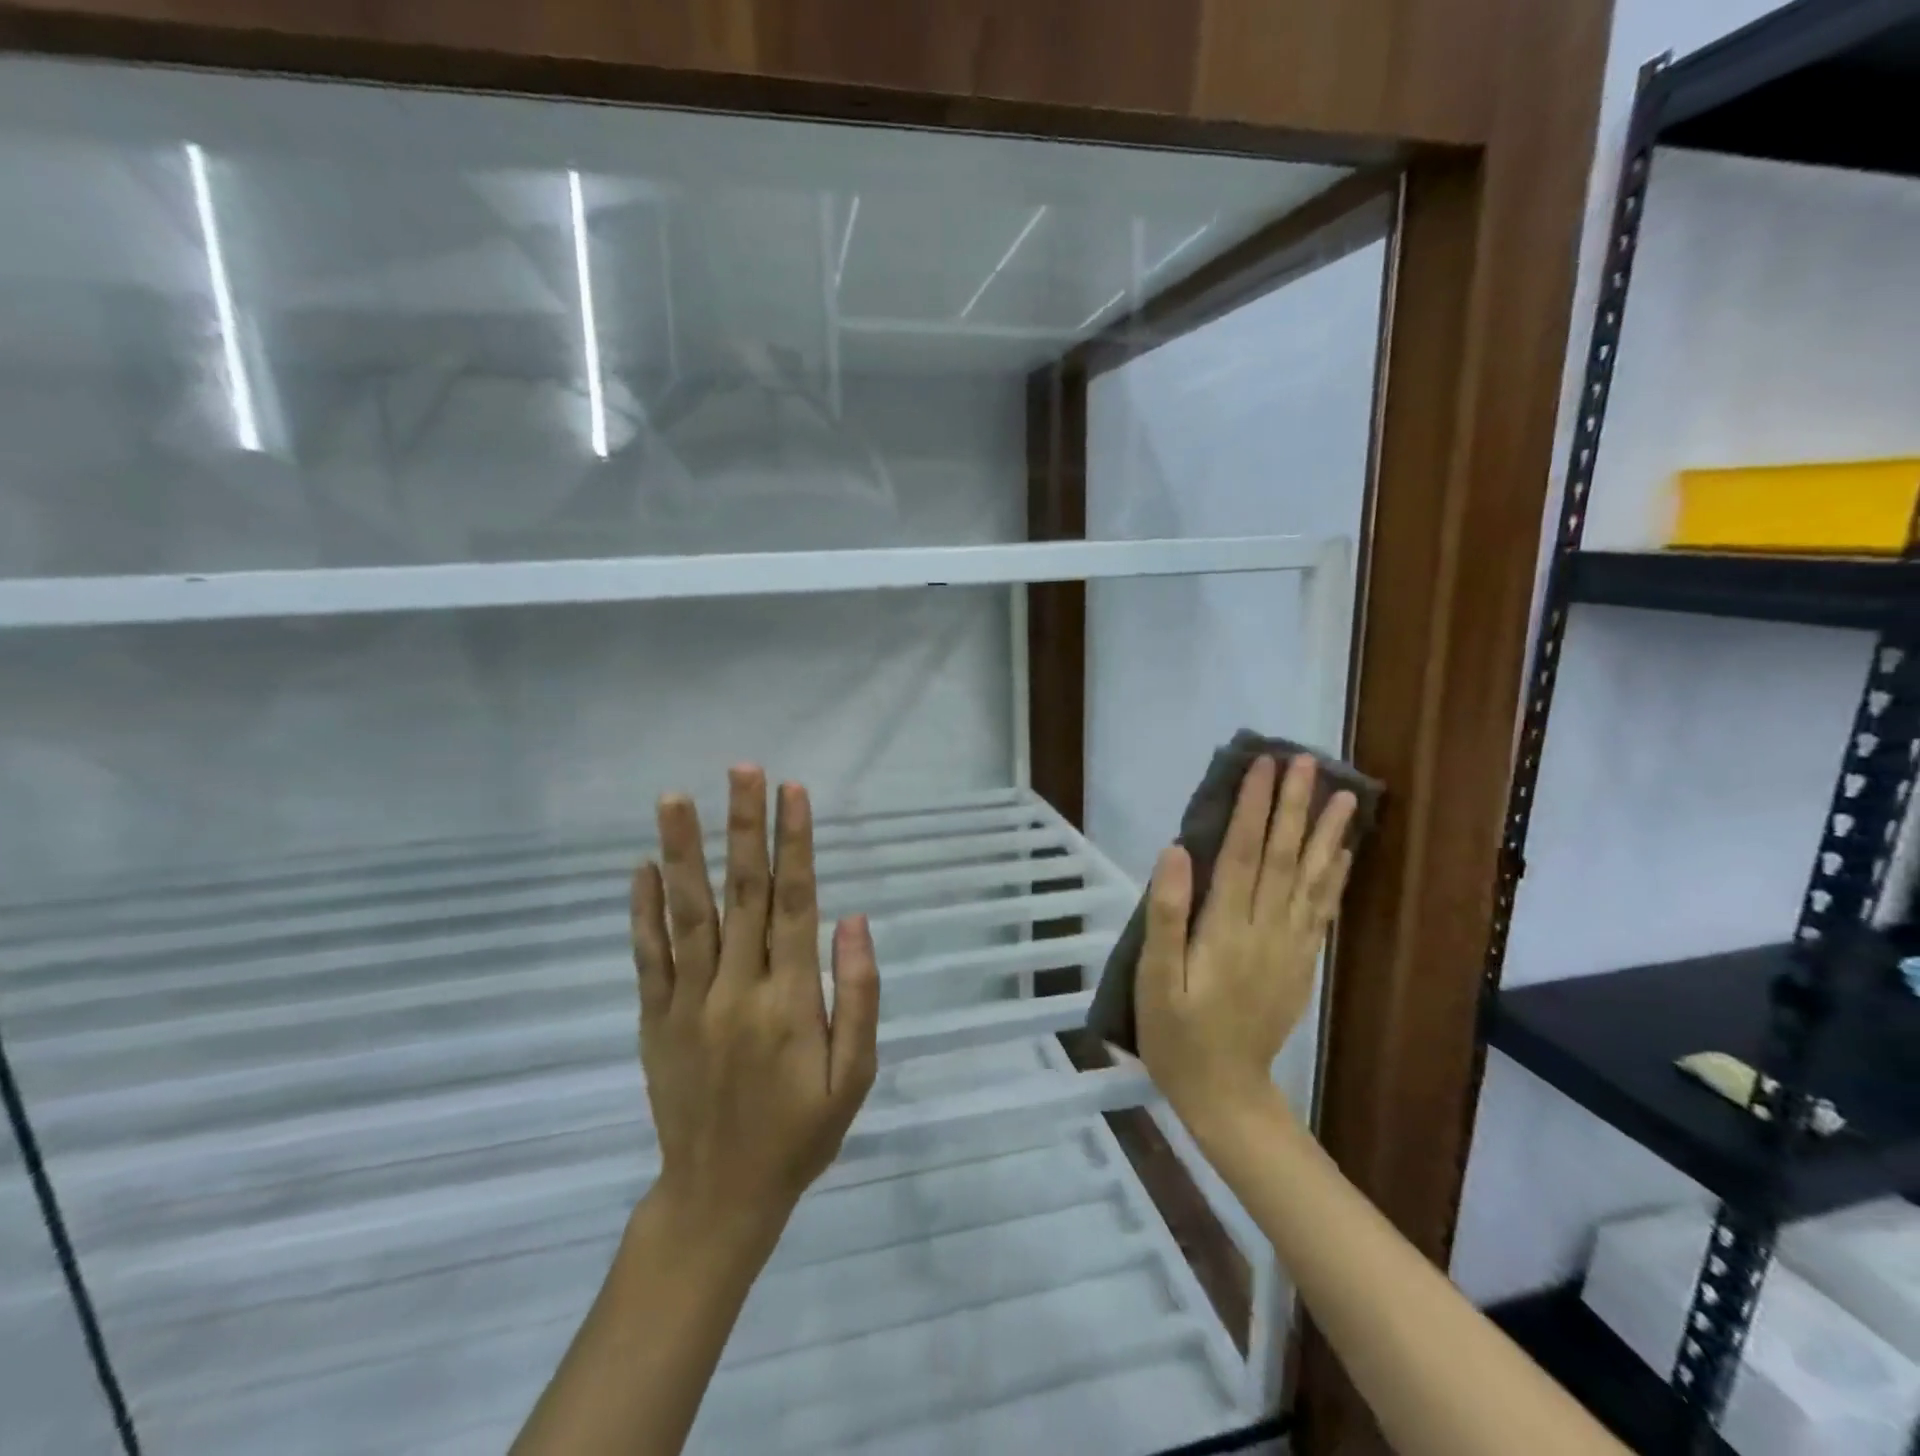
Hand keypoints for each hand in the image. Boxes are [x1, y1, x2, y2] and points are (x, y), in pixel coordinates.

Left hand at [630, 766, 879, 1251]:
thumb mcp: (853, 1077)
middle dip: (743, 826)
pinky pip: (648, 956)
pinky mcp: (655, 1019)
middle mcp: (736, 989)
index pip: (795, 904)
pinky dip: (644, 910)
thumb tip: (853, 920)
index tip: (792, 791)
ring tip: (676, 798)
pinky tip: (643, 867)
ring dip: (684, 851)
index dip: (794, 844)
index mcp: (790, 1001)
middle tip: (742, 769)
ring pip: (688, 913)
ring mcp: (688, 1002)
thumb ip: (858, 996)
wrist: (718, 1197)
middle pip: (742, 893)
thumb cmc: (800, 1134)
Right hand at [1136, 754, 1355, 1141]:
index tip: (1261, 765)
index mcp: (1226, 931)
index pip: (1242, 854)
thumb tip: (1175, 852)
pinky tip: (1341, 854)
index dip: (1252, 807)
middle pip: (1281, 857)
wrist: (1225, 1094)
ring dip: (1325, 834)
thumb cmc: (1177, 1035)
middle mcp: (1266, 930)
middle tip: (1304, 761)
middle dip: (1292, 806)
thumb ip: (1167, 915)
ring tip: (1344, 795)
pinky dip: (1333, 877)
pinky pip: (1321, 910)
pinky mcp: (1299, 963)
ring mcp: (1289, 947)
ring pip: (1310, 879)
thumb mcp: (1154, 979)